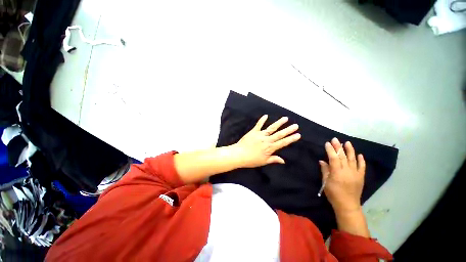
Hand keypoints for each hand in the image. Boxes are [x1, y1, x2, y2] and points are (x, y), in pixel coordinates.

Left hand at [233, 115, 300, 167]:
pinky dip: (262, 120)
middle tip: (295, 125)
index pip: (283, 142)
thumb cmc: (251, 160)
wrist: (239, 154)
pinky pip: (258, 125)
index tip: (298, 135)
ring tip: (285, 118)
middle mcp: (267, 140)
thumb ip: (273, 159)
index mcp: (270, 148)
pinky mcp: (253, 131)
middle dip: (288, 130)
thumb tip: (283, 161)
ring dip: (278, 123)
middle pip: (279, 134)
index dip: (291, 139)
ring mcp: (260, 134)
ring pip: (271, 128)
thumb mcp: (264, 161)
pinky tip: (266, 115)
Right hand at [319, 138, 365, 213]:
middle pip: (343, 156)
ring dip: (350, 150)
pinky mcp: (361, 177)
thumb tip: (322, 161)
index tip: (327, 143)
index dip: (330, 150)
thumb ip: (325, 170)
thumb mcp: (325, 182)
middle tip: (335, 139)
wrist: (347, 205)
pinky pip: (362, 167)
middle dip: (338, 147)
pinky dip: (361, 160)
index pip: (334, 158)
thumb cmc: (333, 194)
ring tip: (347, 143)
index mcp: (337, 172)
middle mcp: (347, 171)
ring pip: (353, 159)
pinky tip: (360, 154)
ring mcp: (355, 173)